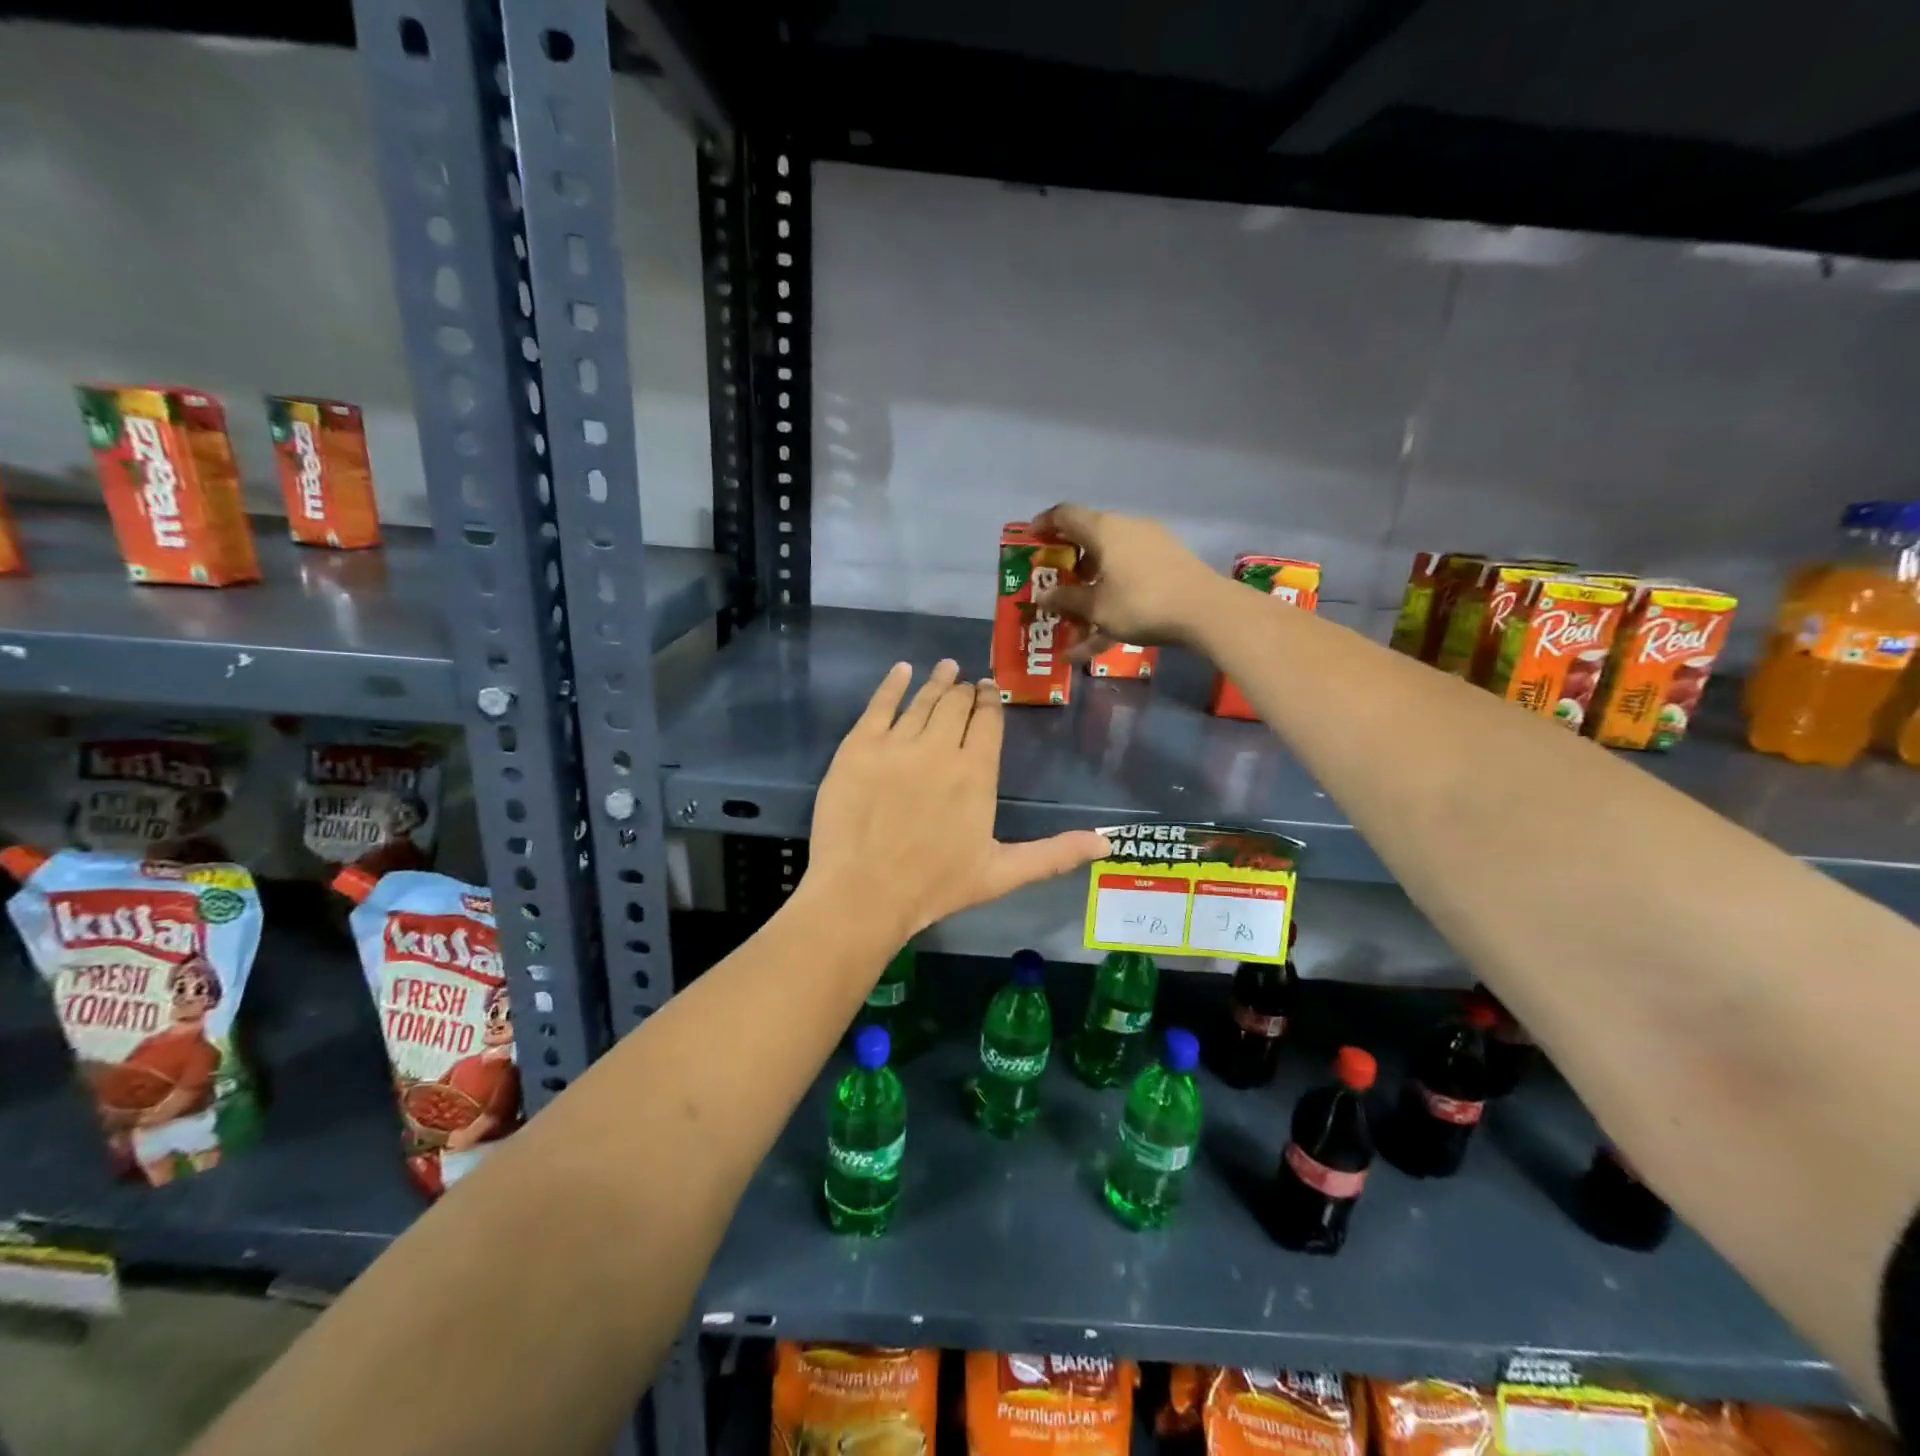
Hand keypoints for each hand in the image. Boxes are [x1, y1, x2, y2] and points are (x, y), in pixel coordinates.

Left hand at [804, 660, 1109, 939]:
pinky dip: (892, 684)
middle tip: (966, 682)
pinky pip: (879, 704)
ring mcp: (897, 743)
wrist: (863, 893)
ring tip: (946, 667)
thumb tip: (1107, 844)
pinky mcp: (858, 746)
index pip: (988, 721)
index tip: (989, 690)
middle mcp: (940, 747)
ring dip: (937, 680)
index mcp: (976, 772)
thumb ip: (1053, 854)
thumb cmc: (934, 887)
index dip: (990, 701)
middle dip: (964, 690)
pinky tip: (901, 670)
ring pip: (922, 700)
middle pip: (956, 704)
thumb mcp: (1001, 874)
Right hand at [1030, 504, 1224, 649]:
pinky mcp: (1168, 568)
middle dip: (1069, 566)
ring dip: (1090, 592)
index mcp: (1105, 530)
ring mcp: (1151, 549)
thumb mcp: (1096, 607)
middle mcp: (1127, 530)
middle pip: (1090, 541)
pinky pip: (1130, 582)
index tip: (1032, 537)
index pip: (1066, 515)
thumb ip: (1067, 601)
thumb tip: (1043, 596)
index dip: (1045, 524)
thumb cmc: (1140, 602)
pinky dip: (1113, 604)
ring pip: (1110, 567)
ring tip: (1074, 622)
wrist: (1205, 611)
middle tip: (1053, 585)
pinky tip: (1098, 642)